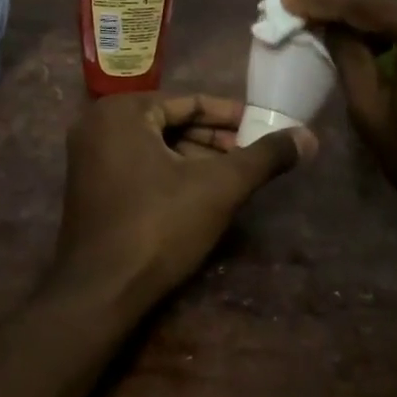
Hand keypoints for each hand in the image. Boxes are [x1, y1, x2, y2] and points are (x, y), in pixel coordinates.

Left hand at [55, 93, 313, 303]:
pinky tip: (201, 195)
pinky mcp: (88, 188)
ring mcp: (87, 158)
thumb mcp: (219, 187)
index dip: (231, 116)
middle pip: (170, 123)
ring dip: (195, 159)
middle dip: (214, 140)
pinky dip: (170, 174)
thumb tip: (309, 137)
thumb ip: (264, 158)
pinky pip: (137, 166)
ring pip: (155, 147)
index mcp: (122, 111)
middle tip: (253, 153)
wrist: (100, 293)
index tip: (263, 125)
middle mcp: (97, 125)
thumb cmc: (159, 226)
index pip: (188, 102)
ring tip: (235, 176)